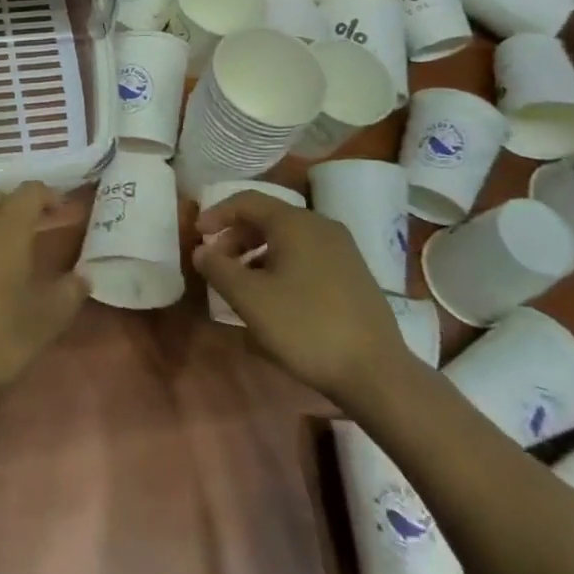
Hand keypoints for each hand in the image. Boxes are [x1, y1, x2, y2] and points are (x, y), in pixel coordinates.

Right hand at [193, 190, 416, 400]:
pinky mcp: (353, 273)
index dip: (216, 214)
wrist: (376, 372)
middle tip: (216, 264)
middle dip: (236, 237)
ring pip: (288, 239)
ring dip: (257, 254)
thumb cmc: (305, 327)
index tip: (197, 235)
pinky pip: (307, 256)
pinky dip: (281, 266)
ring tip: (242, 285)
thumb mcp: (250, 299)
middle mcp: (320, 225)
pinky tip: (275, 299)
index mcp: (294, 223)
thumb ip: (218, 269)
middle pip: (267, 218)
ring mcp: (342, 249)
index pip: (246, 201)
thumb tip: (201, 250)